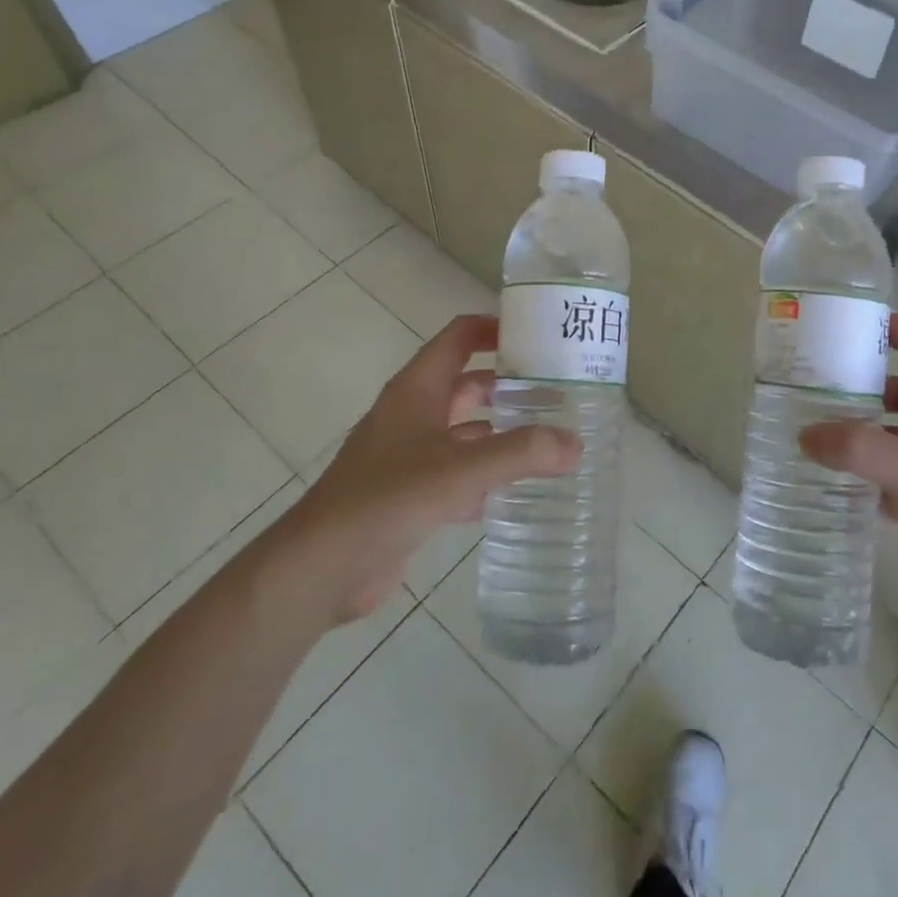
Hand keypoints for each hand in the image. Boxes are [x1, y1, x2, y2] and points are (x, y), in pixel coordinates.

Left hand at [269, 315, 580, 628]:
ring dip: (502, 434)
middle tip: (560, 394)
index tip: (540, 336)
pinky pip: (458, 475)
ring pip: (466, 433)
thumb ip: (520, 453)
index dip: (495, 328)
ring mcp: (410, 456)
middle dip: (510, 386)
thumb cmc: (385, 499)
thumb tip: (576, 444)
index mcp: (417, 390)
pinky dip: (487, 478)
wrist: (321, 568)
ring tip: (551, 441)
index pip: (459, 337)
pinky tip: (519, 492)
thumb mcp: (459, 470)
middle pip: (468, 385)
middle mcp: (413, 415)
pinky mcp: (410, 495)